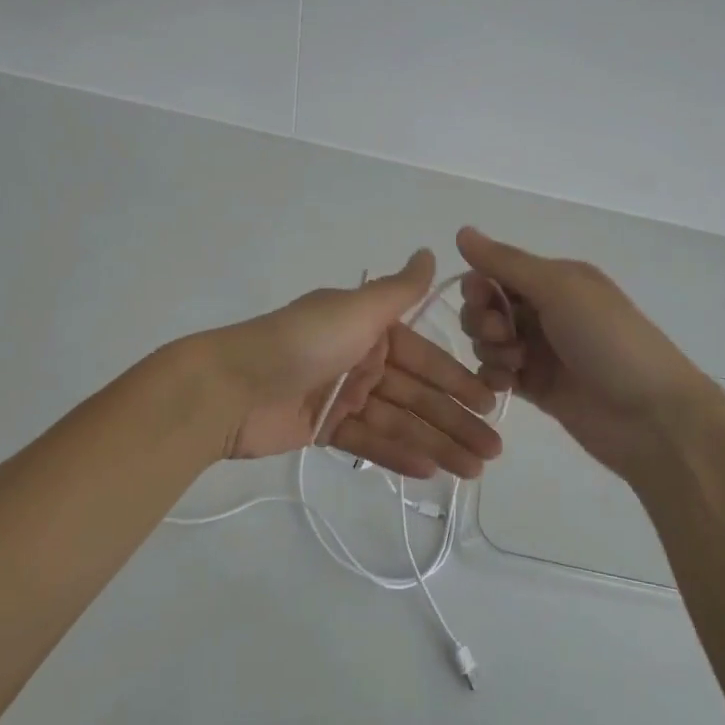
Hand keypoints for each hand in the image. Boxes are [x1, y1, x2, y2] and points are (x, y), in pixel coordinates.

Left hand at [209, 250, 501, 479]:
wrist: (231, 385)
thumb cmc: (302, 342)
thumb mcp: (355, 310)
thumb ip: (399, 290)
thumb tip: (430, 252)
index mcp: (368, 329)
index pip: (424, 359)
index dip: (458, 382)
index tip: (491, 406)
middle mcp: (359, 359)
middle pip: (416, 395)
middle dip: (455, 421)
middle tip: (492, 453)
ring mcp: (341, 395)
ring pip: (398, 421)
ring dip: (436, 444)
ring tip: (472, 472)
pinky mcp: (322, 428)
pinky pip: (368, 440)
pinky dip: (397, 454)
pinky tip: (430, 471)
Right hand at [455, 227, 724, 481]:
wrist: (651, 416)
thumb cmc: (608, 341)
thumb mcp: (559, 289)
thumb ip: (506, 262)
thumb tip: (461, 231)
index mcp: (556, 280)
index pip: (496, 271)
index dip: (480, 284)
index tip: (482, 299)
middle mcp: (546, 311)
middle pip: (487, 307)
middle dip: (482, 319)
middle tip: (504, 336)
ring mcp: (540, 351)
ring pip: (488, 341)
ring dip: (490, 349)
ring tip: (516, 364)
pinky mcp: (536, 387)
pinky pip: (496, 373)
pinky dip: (494, 376)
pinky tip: (508, 384)